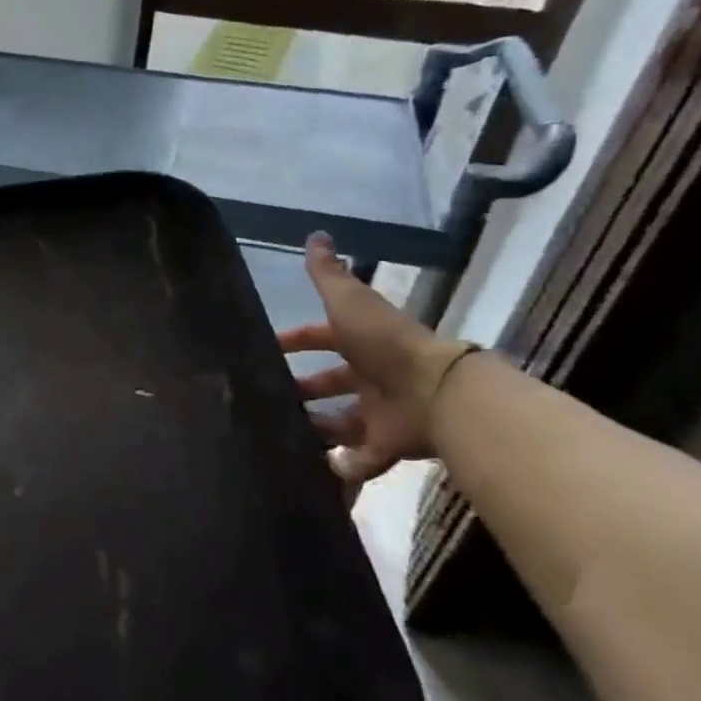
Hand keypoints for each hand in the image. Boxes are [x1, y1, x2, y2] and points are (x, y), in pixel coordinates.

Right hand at [279, 234, 472, 493]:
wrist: (434, 391)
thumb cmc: (384, 344)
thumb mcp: (349, 302)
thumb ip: (329, 275)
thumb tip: (315, 235)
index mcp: (363, 342)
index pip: (322, 337)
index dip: (295, 341)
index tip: (266, 349)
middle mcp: (372, 377)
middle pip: (331, 383)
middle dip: (302, 389)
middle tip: (267, 398)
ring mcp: (382, 413)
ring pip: (342, 422)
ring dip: (315, 428)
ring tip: (280, 433)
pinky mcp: (388, 447)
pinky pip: (361, 459)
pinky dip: (342, 466)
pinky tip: (314, 466)